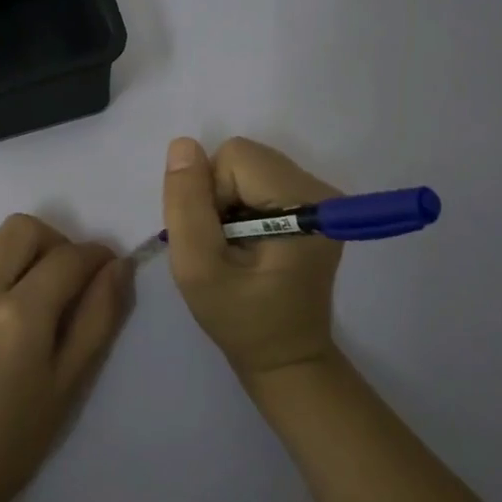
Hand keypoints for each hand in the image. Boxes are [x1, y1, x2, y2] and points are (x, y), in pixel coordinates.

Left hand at [0, 214, 132, 501]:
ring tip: (33, 292)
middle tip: (69, 279)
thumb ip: (98, 317)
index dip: (96, 256)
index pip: (68, 258)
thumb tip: (118, 267)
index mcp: (19, 315)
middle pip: (23, 229)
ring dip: (22, 252)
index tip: (109, 268)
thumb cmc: (15, 439)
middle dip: (56, 242)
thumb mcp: (70, 383)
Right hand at [161, 136, 343, 381]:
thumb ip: (187, 205)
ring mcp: (318, 196)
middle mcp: (319, 189)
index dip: (210, 194)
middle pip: (243, 158)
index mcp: (303, 202)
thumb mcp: (198, 268)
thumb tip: (182, 145)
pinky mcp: (311, 205)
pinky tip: (246, 242)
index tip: (217, 240)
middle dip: (219, 195)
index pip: (234, 158)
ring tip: (235, 247)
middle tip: (224, 245)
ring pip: (247, 166)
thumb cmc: (241, 320)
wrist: (285, 357)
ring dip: (227, 201)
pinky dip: (240, 205)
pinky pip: (257, 179)